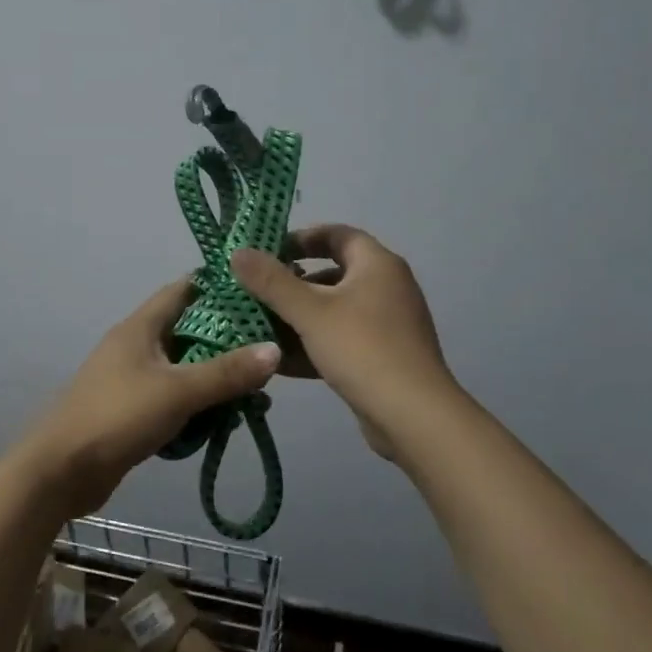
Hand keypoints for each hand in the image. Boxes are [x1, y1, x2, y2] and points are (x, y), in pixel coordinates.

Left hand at [20, 278, 280, 515]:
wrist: (61, 470)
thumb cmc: (117, 417)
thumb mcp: (178, 391)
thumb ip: (227, 373)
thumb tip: (275, 349)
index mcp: (141, 326)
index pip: (184, 289)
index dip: (220, 286)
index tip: (259, 291)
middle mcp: (136, 345)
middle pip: (189, 330)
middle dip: (227, 339)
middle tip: (268, 347)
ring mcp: (132, 378)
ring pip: (184, 367)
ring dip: (216, 376)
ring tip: (256, 390)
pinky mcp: (133, 409)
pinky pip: (175, 397)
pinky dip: (198, 403)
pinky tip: (224, 419)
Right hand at [231, 225, 455, 458]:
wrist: (413, 417)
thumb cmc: (362, 349)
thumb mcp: (310, 312)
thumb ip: (271, 281)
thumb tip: (238, 252)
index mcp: (377, 264)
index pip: (336, 234)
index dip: (301, 238)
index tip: (267, 252)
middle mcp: (387, 287)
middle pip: (332, 274)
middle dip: (292, 284)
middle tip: (256, 293)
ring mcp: (387, 324)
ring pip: (334, 311)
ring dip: (298, 318)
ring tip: (258, 328)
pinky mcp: (382, 356)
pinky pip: (341, 340)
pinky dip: (313, 345)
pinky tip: (279, 361)